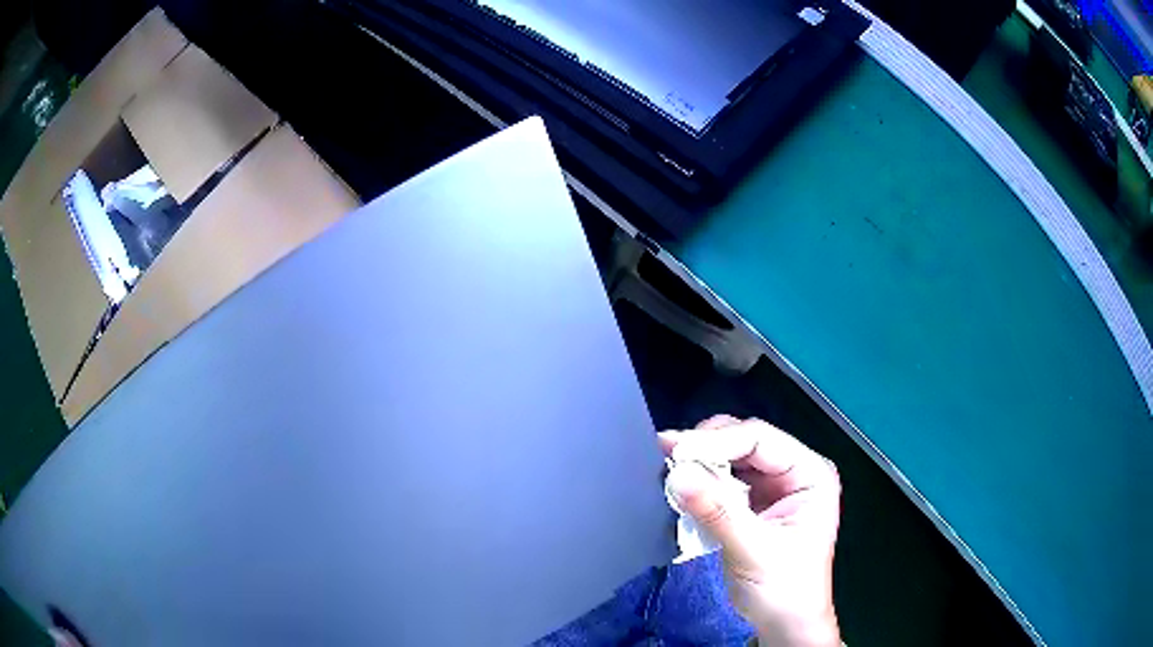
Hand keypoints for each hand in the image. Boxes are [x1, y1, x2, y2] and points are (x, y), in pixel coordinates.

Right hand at [660, 416, 841, 646]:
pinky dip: (700, 483)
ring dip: (699, 463)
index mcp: (810, 473)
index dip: (717, 442)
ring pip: (730, 458)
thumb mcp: (753, 550)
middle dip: (705, 447)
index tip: (674, 451)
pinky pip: (722, 480)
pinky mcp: (752, 503)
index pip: (761, 440)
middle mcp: (793, 471)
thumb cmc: (784, 589)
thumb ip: (717, 511)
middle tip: (664, 455)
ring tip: (666, 468)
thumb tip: (677, 474)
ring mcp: (772, 487)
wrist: (784, 624)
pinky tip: (680, 486)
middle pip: (744, 442)